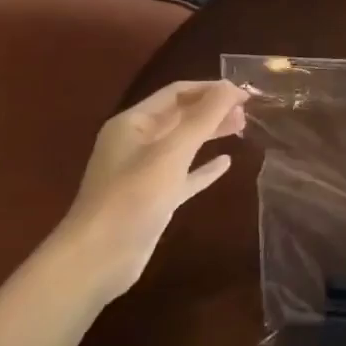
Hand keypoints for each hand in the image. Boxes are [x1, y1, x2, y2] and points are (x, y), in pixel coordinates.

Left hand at [54, 80, 246, 302]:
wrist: (98, 259)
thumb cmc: (133, 196)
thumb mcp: (173, 151)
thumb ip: (204, 117)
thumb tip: (231, 86)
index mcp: (133, 124)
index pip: (177, 93)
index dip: (211, 89)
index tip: (245, 93)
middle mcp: (136, 143)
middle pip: (181, 116)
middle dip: (213, 110)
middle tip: (248, 112)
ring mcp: (144, 172)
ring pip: (184, 144)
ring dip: (212, 133)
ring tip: (243, 128)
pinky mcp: (153, 198)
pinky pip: (184, 174)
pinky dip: (204, 167)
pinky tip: (226, 163)